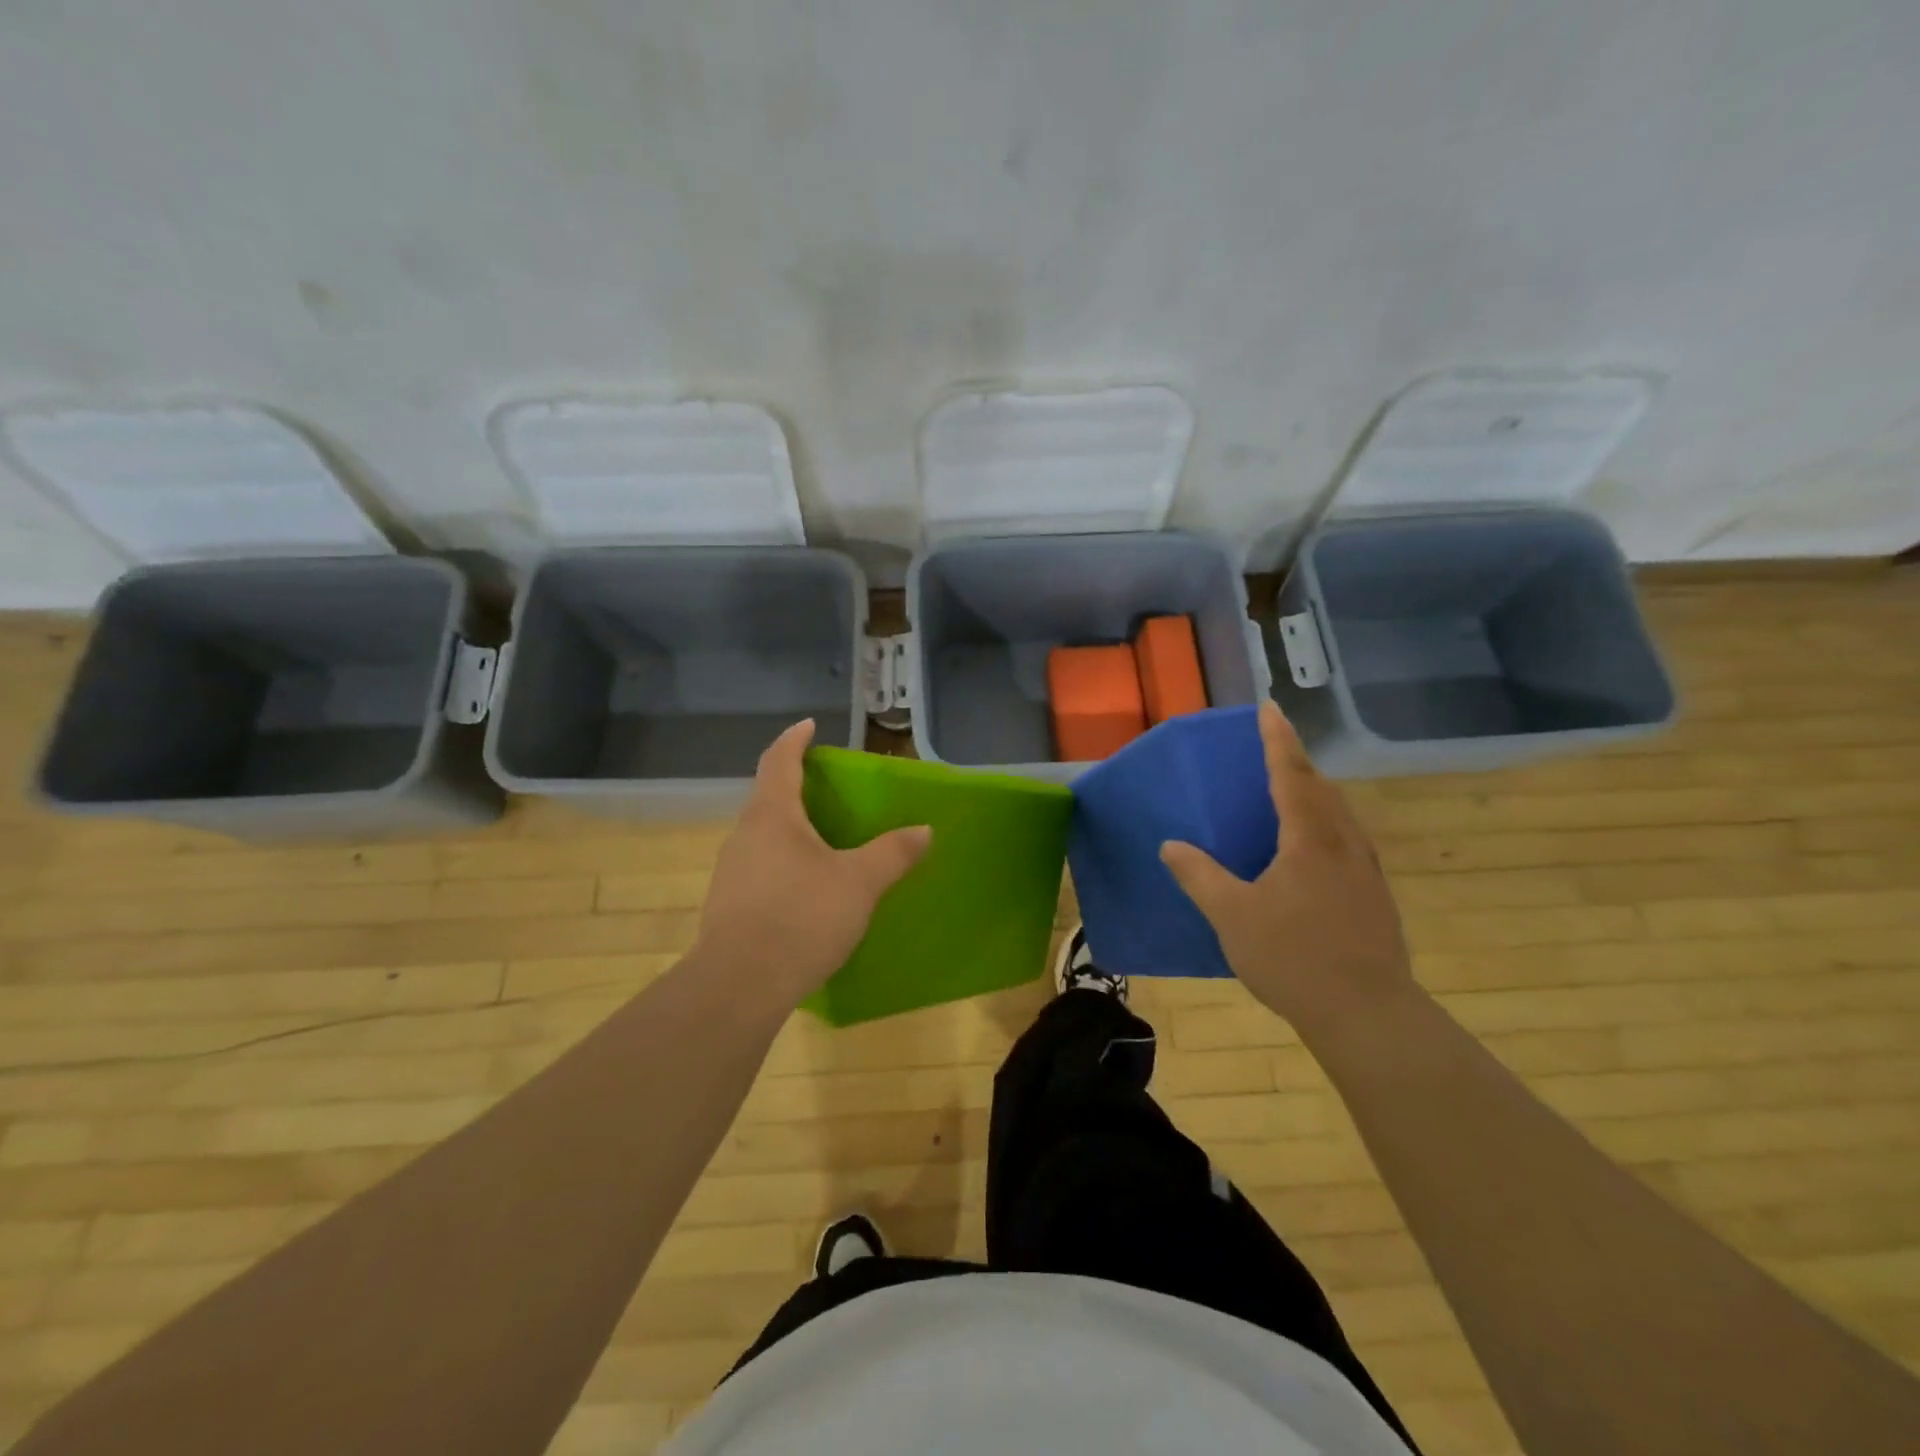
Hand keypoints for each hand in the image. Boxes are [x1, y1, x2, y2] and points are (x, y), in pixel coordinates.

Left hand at [693, 719, 931, 1010]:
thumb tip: (924, 830)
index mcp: (772, 816)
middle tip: (827, 791)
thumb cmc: (801, 918)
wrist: (740, 986)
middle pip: (768, 798)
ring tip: (821, 841)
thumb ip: (893, 853)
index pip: (779, 760)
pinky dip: (782, 863)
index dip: (794, 739)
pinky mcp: (727, 905)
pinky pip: (758, 868)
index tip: (808, 726)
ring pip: (762, 836)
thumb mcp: (859, 883)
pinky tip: (803, 889)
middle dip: (795, 787)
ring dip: (789, 829)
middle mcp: (744, 835)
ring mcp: (729, 871)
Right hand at [1160, 702, 1413, 1038]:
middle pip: (1322, 789)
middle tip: (1272, 750)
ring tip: (1290, 794)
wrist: (1368, 1014)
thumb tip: (1171, 845)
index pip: (1291, 773)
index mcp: (1309, 838)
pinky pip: (1347, 841)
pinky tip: (1310, 851)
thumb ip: (1199, 876)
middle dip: (1296, 763)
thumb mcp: (1232, 915)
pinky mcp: (1375, 896)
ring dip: (1314, 794)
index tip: (1269, 708)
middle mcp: (1344, 843)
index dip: (1277, 739)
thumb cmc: (1294, 957)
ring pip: (1340, 815)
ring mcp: (1366, 870)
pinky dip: (1325, 825)